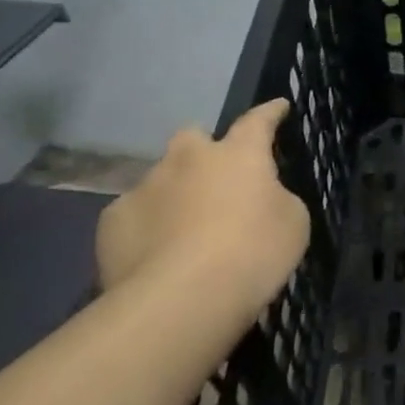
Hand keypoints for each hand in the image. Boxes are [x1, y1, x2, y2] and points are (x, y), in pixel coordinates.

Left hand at [96, 100, 310, 323]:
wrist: (181, 299)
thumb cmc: (252, 253)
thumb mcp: (292, 223)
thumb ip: (275, 200)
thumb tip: (258, 198)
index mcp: (238, 155)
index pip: (258, 121)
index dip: (270, 113)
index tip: (279, 106)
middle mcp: (188, 159)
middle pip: (193, 137)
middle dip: (203, 151)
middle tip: (215, 179)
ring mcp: (145, 187)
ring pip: (161, 178)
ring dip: (174, 194)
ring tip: (184, 230)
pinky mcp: (112, 221)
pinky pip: (134, 214)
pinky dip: (147, 227)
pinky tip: (155, 254)